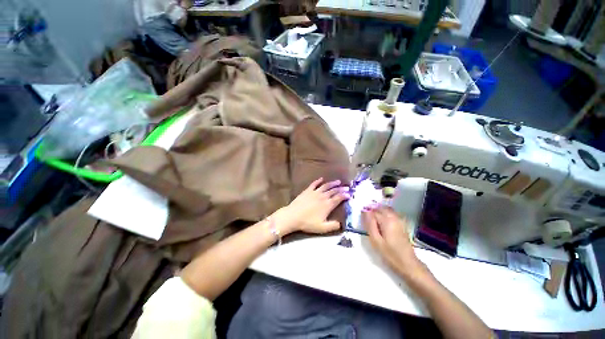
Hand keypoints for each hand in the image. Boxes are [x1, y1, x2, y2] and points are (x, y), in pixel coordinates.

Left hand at [274, 178, 349, 234]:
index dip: (345, 195)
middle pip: (334, 191)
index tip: (349, 194)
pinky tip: (321, 179)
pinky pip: (314, 184)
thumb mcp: (322, 228)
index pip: (338, 198)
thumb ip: (333, 226)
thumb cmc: (308, 223)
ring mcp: (315, 192)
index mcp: (327, 205)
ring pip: (326, 186)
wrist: (293, 216)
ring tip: (338, 181)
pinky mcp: (307, 191)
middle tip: (346, 187)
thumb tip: (341, 224)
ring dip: (332, 183)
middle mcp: (323, 196)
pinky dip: (318, 181)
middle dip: (341, 188)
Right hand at [363, 206, 428, 279]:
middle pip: (380, 208)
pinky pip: (391, 213)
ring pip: (386, 209)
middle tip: (366, 219)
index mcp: (386, 220)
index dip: (366, 213)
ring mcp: (399, 220)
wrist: (408, 263)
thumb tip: (365, 211)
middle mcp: (394, 217)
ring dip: (379, 211)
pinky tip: (382, 222)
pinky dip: (385, 213)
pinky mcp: (402, 224)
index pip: (373, 211)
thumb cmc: (390, 253)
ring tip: (373, 220)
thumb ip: (370, 224)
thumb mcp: (376, 240)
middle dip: (372, 210)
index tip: (362, 219)